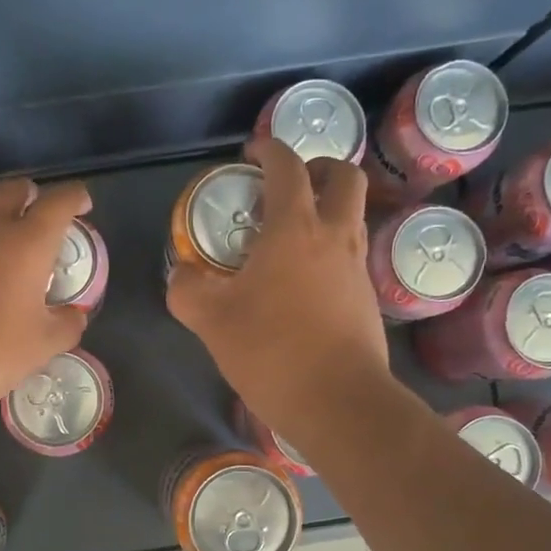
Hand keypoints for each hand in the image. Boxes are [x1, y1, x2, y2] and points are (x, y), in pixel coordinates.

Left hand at [0, 177, 91, 416]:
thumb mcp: (44, 344)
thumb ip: (67, 324)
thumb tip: (74, 315)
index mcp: (27, 243)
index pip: (59, 202)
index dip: (75, 197)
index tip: (82, 205)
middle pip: (13, 190)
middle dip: (31, 195)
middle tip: (41, 219)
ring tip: (4, 253)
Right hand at [167, 137, 388, 439]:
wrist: (338, 401)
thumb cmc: (272, 352)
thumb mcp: (211, 320)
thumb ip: (187, 289)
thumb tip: (182, 275)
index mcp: (295, 229)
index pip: (287, 166)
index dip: (268, 149)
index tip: (250, 154)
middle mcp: (335, 236)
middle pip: (343, 177)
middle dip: (317, 168)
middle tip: (288, 186)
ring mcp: (358, 267)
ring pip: (353, 215)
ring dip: (328, 208)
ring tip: (292, 234)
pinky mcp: (368, 297)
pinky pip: (352, 253)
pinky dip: (332, 248)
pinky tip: (305, 280)